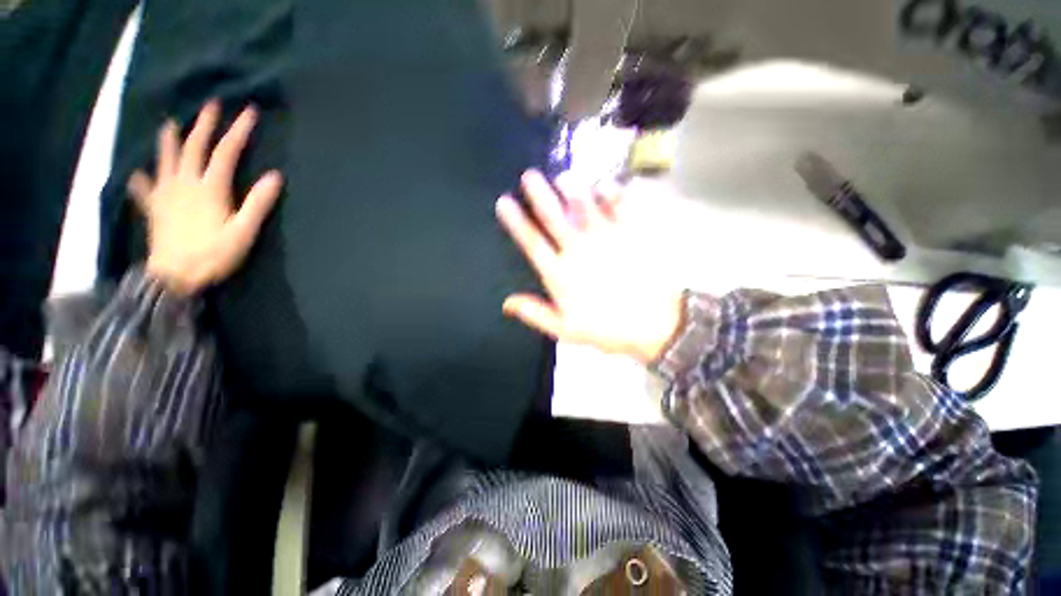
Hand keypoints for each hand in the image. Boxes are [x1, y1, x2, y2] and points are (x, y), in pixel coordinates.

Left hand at [127, 101, 282, 296]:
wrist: (174, 277)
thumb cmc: (213, 255)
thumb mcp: (243, 231)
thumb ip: (258, 203)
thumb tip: (275, 176)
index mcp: (209, 188)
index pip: (225, 152)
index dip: (238, 131)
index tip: (249, 112)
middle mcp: (185, 183)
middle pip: (194, 147)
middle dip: (204, 124)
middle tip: (211, 105)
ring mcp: (165, 194)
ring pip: (165, 159)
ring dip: (169, 140)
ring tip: (170, 124)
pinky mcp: (154, 209)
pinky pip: (144, 189)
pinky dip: (141, 180)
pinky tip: (138, 174)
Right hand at [496, 170, 684, 363]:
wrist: (655, 325)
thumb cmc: (607, 328)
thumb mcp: (565, 330)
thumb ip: (535, 313)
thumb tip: (506, 302)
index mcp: (561, 273)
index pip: (532, 242)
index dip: (516, 221)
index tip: (503, 201)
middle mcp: (580, 249)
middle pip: (554, 216)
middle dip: (539, 194)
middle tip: (529, 175)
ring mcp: (607, 238)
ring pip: (585, 205)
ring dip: (572, 188)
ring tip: (563, 177)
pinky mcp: (631, 233)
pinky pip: (620, 205)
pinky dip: (612, 192)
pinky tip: (605, 185)